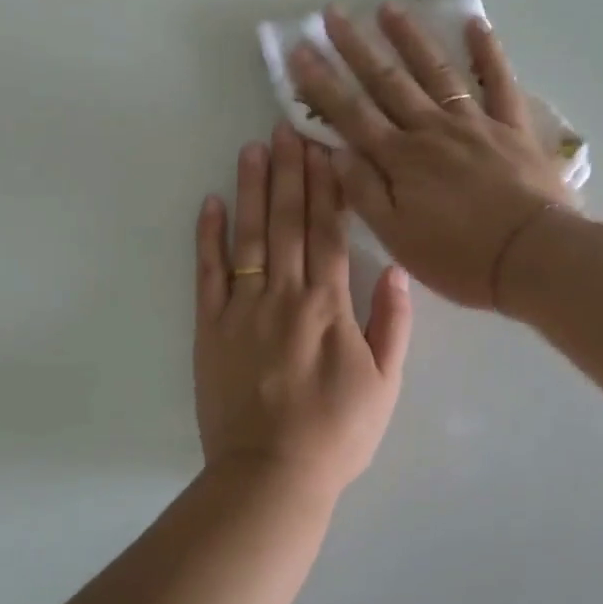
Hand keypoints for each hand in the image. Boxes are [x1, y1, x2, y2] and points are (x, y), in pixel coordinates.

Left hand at [194, 123, 412, 500]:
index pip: (328, 232)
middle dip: (289, 172)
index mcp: (329, 306)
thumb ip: (392, 323)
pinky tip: (211, 202)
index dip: (326, 187)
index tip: (323, 148)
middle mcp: (284, 296)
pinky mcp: (209, 329)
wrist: (272, 474)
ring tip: (253, 149)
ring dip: (252, 190)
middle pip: (287, 223)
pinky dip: (208, 236)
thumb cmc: (337, 433)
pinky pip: (208, 274)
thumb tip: (394, 268)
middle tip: (286, 128)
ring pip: (248, 237)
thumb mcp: (386, 384)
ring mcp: (242, 310)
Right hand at [288, 4, 574, 309]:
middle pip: (388, 82)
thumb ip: (364, 193)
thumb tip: (335, 152)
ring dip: (410, 38)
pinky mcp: (513, 127)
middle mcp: (432, 130)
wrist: (533, 257)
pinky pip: (499, 81)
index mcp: (401, 159)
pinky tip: (474, 23)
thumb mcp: (397, 237)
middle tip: (333, 14)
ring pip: (436, 71)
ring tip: (388, 7)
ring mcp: (475, 123)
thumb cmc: (460, 257)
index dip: (322, 83)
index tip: (299, 50)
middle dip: (357, 47)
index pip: (352, 113)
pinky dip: (487, 51)